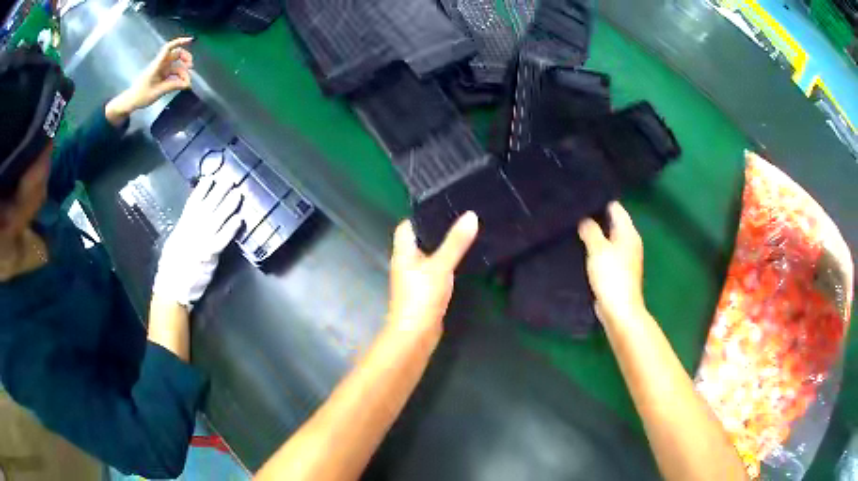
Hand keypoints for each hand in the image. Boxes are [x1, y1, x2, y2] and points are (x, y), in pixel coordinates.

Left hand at [105, 37, 193, 124]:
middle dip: (185, 59)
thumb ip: (172, 86)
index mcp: (157, 64)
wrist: (131, 101)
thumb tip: (187, 84)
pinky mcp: (162, 76)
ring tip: (186, 82)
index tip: (190, 40)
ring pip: (176, 65)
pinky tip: (182, 84)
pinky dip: (179, 77)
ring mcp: (162, 70)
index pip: (168, 48)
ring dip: (183, 71)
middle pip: (176, 55)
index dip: (179, 42)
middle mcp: (161, 64)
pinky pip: (173, 73)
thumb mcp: (157, 92)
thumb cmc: (141, 96)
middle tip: (191, 68)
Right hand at [153, 177, 242, 308]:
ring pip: (217, 218)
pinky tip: (239, 219)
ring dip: (228, 205)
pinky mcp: (210, 253)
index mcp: (183, 225)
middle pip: (208, 205)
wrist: (172, 287)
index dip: (202, 189)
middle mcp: (192, 228)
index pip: (193, 202)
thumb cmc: (171, 267)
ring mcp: (202, 239)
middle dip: (219, 191)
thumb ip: (185, 229)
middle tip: (230, 179)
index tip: (211, 177)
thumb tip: (193, 219)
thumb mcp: (175, 242)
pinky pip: (222, 238)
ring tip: (238, 194)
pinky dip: (230, 228)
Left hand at [387, 212, 478, 342]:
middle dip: (436, 231)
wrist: (415, 335)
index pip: (406, 227)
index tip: (442, 206)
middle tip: (460, 218)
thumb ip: (456, 242)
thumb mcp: (441, 265)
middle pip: (419, 241)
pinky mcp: (423, 293)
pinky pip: (434, 272)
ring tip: (464, 235)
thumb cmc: (422, 297)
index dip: (420, 216)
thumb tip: (471, 215)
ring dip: (442, 248)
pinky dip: (445, 265)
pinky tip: (460, 262)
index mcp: (403, 253)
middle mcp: (405, 264)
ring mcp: (414, 280)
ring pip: (428, 257)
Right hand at [578, 202, 645, 324]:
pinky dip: (595, 249)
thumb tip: (584, 219)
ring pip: (608, 238)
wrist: (619, 310)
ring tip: (573, 228)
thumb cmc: (612, 276)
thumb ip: (590, 230)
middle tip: (573, 212)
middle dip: (595, 217)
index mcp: (628, 232)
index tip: (581, 198)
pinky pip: (605, 253)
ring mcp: (624, 257)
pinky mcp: (617, 270)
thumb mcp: (598, 249)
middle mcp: (629, 241)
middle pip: (612, 222)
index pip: (615, 207)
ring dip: (594, 234)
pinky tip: (580, 249)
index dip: (599, 201)